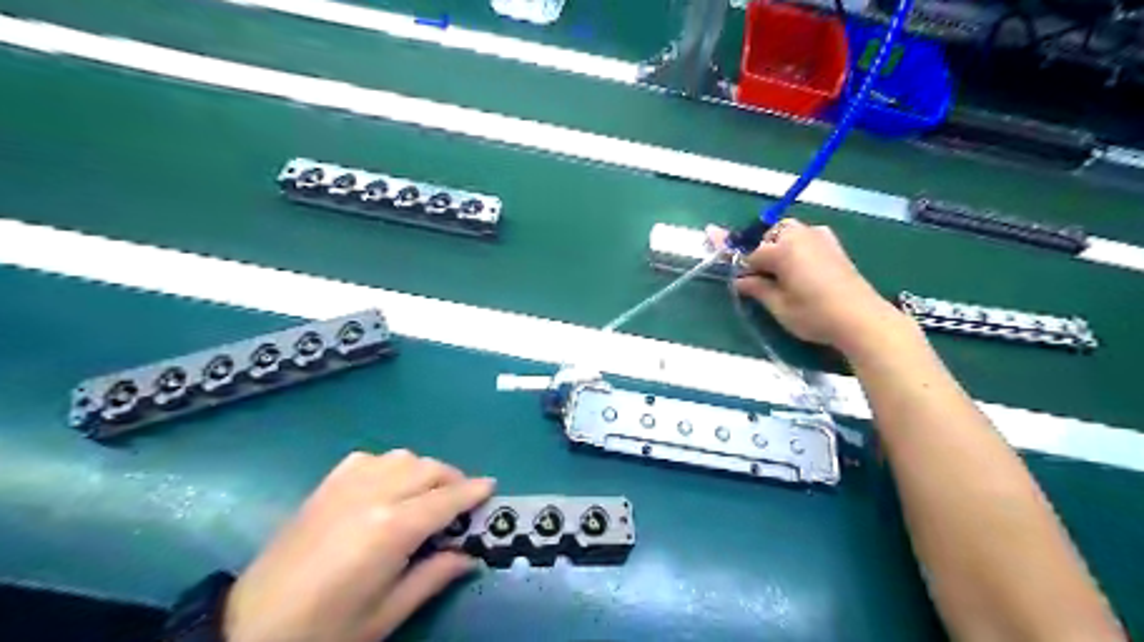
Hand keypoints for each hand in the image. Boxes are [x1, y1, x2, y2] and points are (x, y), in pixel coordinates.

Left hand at [224, 450, 497, 640]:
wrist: (250, 628)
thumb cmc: (326, 629)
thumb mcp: (387, 613)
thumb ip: (434, 576)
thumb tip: (470, 556)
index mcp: (393, 528)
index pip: (447, 499)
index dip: (473, 491)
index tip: (492, 487)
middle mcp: (374, 494)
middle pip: (429, 468)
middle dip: (453, 479)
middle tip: (460, 501)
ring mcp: (347, 484)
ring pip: (403, 456)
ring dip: (423, 470)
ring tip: (426, 494)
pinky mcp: (326, 485)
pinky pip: (370, 458)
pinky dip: (390, 466)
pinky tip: (387, 487)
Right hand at [728, 219, 906, 353]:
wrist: (862, 318)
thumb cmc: (815, 314)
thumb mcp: (779, 306)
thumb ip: (757, 288)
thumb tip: (740, 280)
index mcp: (782, 249)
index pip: (750, 251)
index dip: (736, 259)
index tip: (723, 253)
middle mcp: (799, 235)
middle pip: (769, 234)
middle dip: (759, 249)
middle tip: (757, 274)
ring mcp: (819, 237)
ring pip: (788, 232)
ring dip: (777, 245)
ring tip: (777, 271)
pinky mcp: (833, 245)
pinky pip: (805, 236)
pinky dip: (795, 246)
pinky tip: (798, 266)